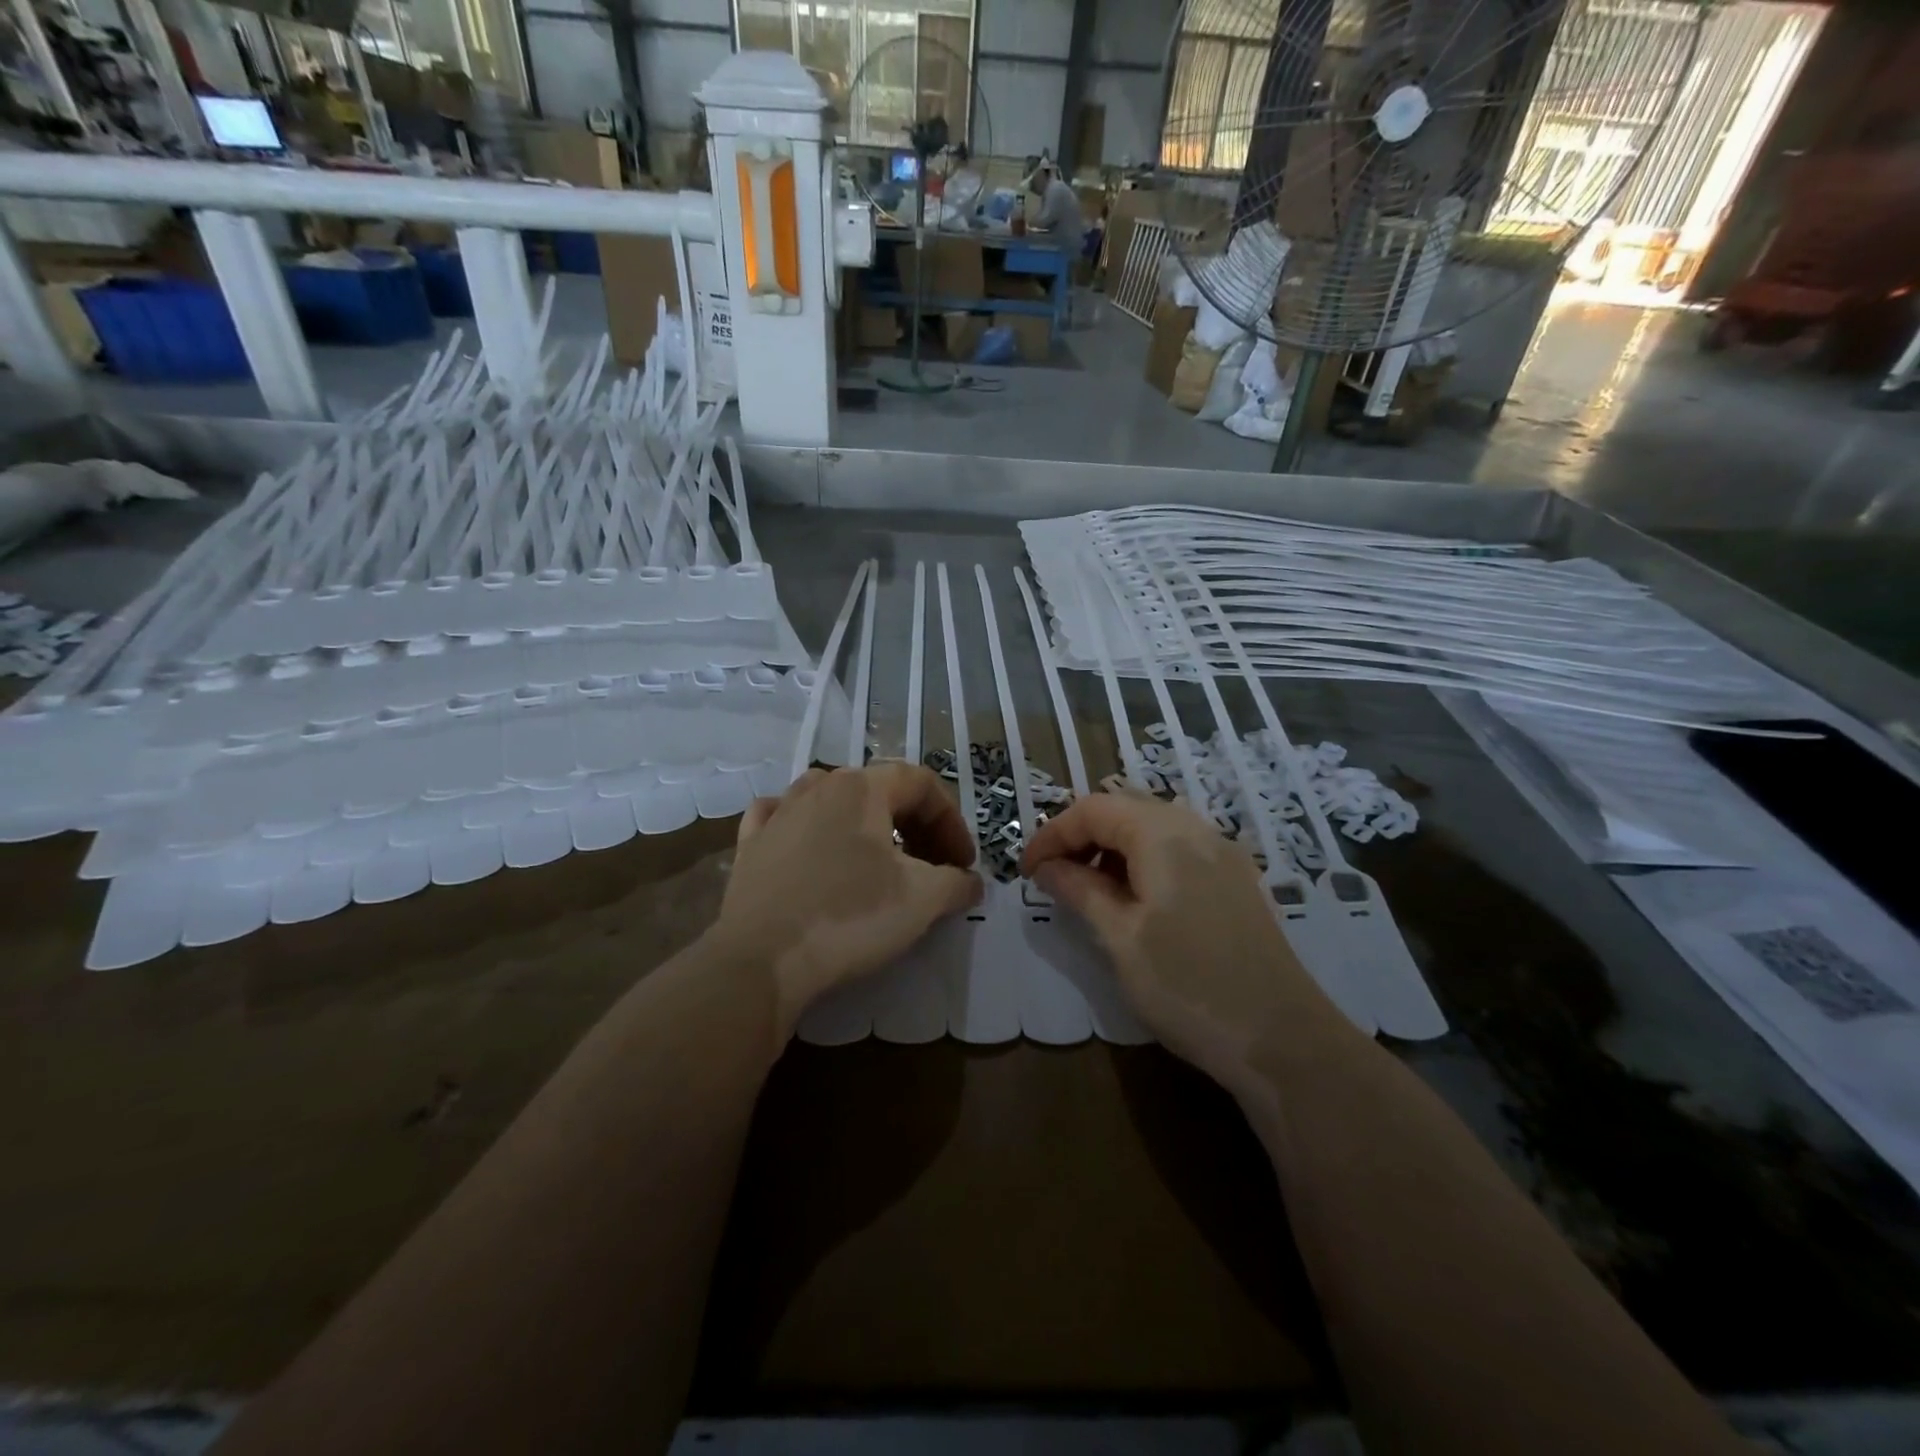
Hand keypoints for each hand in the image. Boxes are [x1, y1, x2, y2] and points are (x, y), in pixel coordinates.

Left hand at [713, 763, 981, 1036]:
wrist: (762, 961)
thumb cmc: (850, 917)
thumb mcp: (922, 900)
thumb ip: (957, 882)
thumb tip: (970, 881)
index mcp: (861, 787)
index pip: (922, 784)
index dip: (952, 821)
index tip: (963, 864)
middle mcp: (818, 786)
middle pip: (880, 790)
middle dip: (916, 826)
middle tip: (933, 868)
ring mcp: (778, 813)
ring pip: (832, 800)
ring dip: (866, 825)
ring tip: (880, 859)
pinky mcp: (750, 845)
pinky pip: (785, 819)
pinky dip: (809, 828)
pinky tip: (812, 847)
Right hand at [1022, 792, 1342, 1102]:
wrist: (1283, 1040)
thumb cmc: (1188, 985)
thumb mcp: (1120, 937)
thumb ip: (1079, 890)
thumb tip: (1047, 867)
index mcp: (1163, 833)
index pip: (1092, 809)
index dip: (1052, 834)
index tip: (1026, 872)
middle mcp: (1196, 829)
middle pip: (1124, 809)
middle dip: (1081, 837)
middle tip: (1053, 878)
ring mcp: (1223, 855)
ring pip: (1152, 829)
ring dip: (1112, 850)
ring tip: (1088, 893)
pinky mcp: (1236, 882)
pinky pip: (1177, 851)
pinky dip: (1143, 863)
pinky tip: (1134, 904)